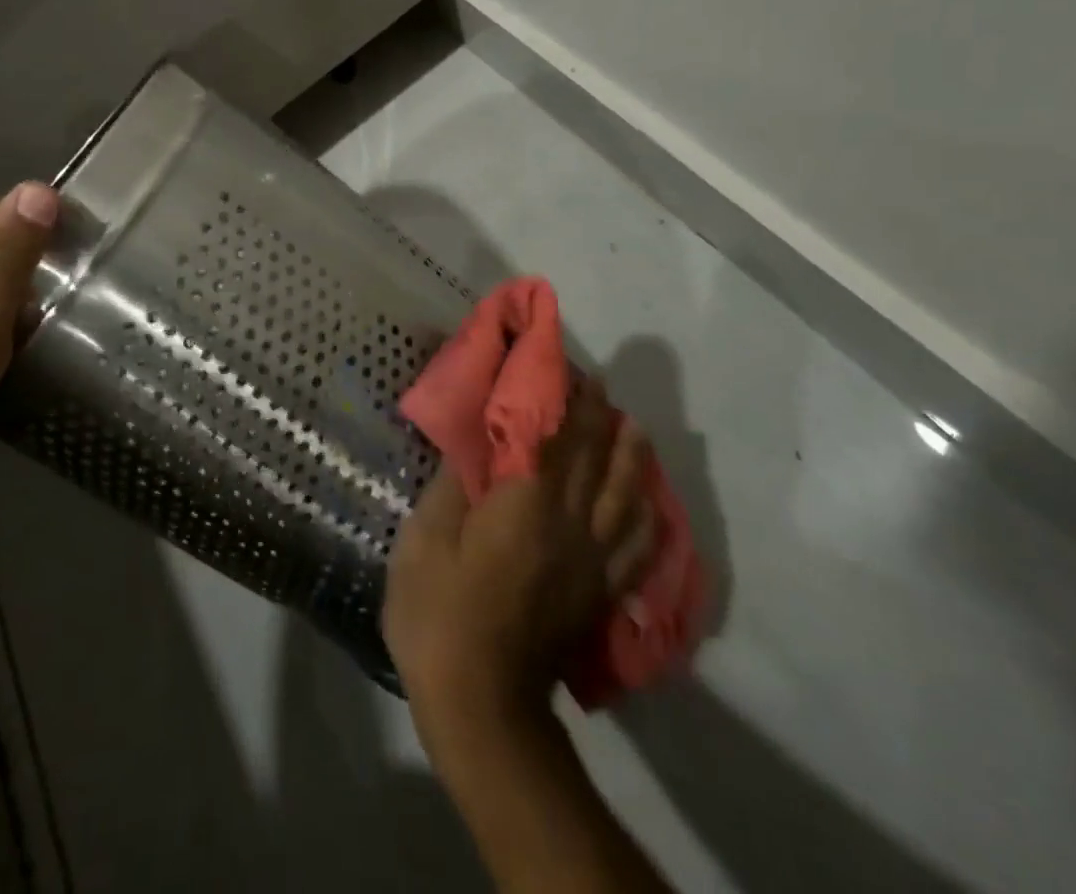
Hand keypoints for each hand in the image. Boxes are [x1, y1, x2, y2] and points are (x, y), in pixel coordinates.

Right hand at [384, 377, 654, 736]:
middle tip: (599, 384)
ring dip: (632, 457)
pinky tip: (650, 507)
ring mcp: (591, 563)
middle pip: (594, 460)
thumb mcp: (425, 542)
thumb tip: (472, 440)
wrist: (482, 708)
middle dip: (598, 416)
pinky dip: (648, 519)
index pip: (552, 437)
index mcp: (525, 504)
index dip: (561, 399)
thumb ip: (453, 485)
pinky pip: (636, 549)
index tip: (565, 367)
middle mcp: (569, 525)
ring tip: (634, 429)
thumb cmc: (440, 616)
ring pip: (625, 498)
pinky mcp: (598, 595)